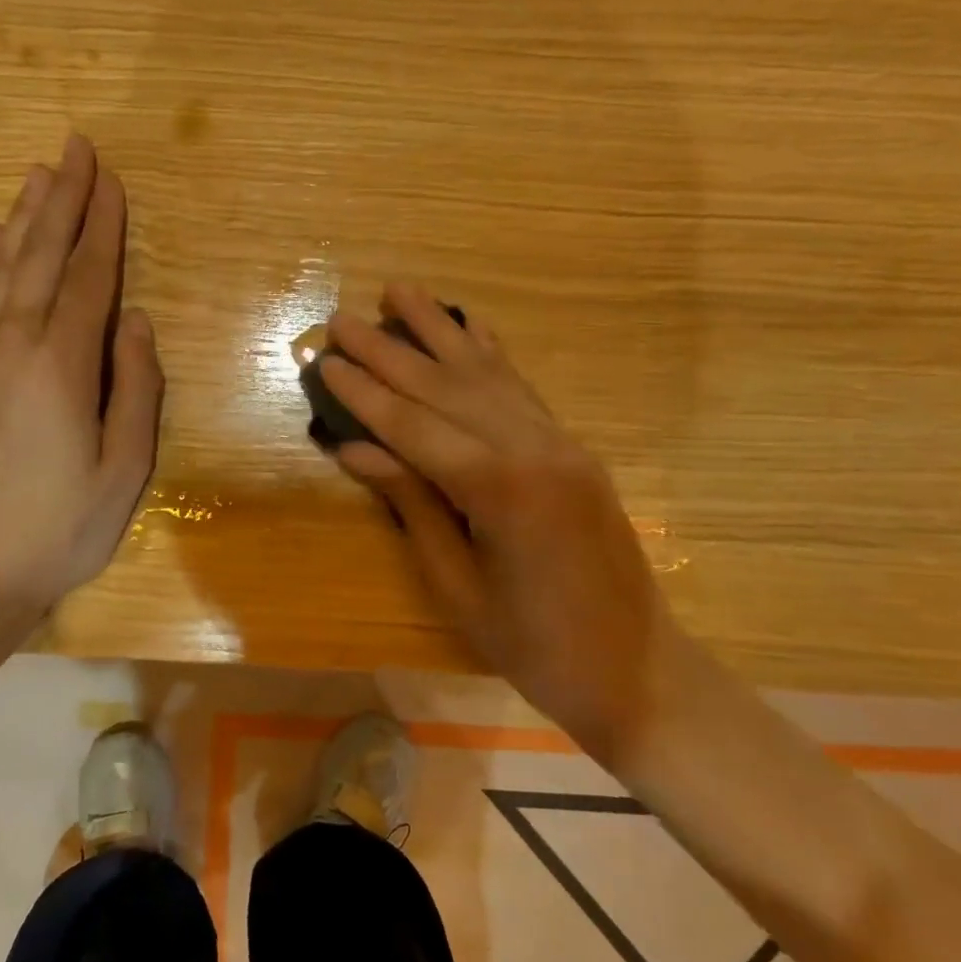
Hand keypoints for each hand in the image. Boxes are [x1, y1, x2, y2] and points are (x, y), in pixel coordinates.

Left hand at [0, 133, 162, 666]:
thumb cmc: (60, 531)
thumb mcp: (125, 471)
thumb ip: (135, 389)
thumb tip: (135, 322)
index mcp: (59, 368)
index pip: (87, 280)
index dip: (103, 227)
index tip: (111, 179)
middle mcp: (7, 349)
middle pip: (39, 259)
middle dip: (62, 200)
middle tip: (76, 147)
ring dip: (23, 219)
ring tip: (40, 174)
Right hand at [321, 283, 672, 763]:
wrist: (635, 669)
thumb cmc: (533, 646)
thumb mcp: (457, 585)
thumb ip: (410, 504)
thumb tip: (356, 447)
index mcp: (500, 488)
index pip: (414, 426)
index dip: (364, 393)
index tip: (325, 359)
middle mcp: (533, 447)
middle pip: (445, 387)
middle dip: (389, 351)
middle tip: (343, 318)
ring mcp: (560, 442)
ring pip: (486, 374)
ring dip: (439, 331)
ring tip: (399, 292)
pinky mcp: (572, 448)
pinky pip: (521, 389)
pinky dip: (490, 354)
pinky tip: (470, 326)